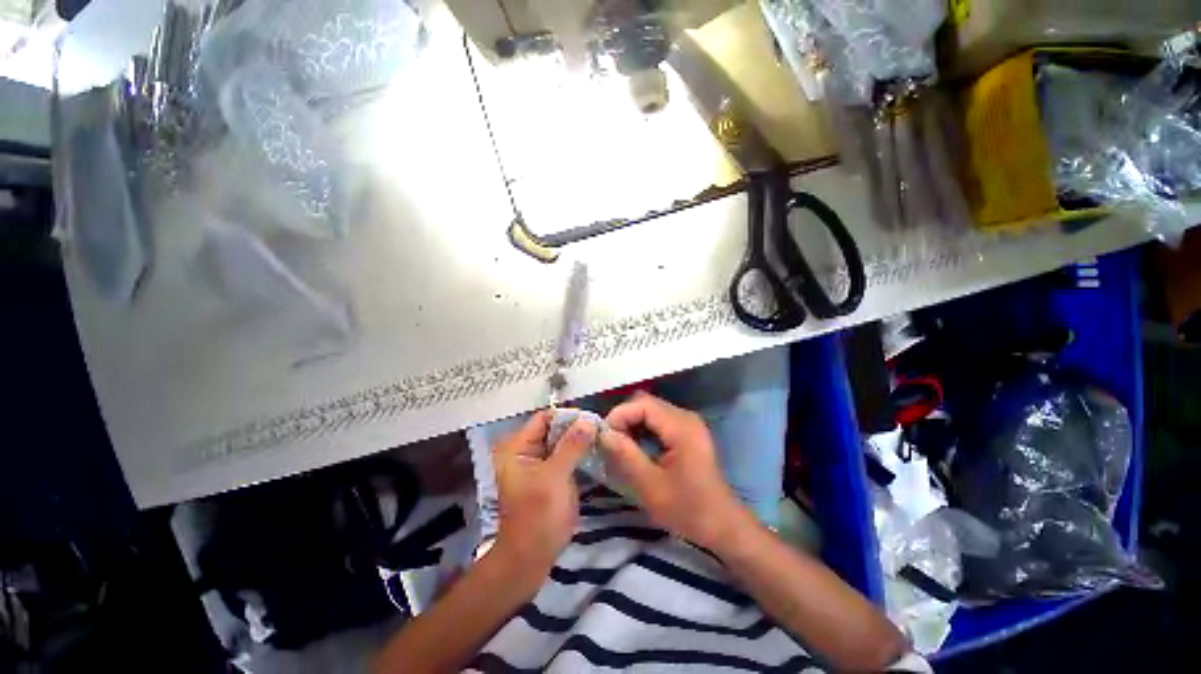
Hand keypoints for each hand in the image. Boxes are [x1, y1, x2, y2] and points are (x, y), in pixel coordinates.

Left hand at [491, 411, 594, 579]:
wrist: (531, 558)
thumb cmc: (538, 516)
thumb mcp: (555, 477)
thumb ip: (571, 446)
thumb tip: (588, 420)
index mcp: (518, 447)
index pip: (544, 418)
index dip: (567, 416)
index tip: (592, 419)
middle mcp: (527, 450)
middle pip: (554, 428)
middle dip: (576, 427)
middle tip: (602, 429)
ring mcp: (539, 463)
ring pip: (562, 441)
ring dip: (580, 440)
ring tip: (602, 438)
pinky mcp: (551, 475)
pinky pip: (566, 455)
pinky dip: (580, 452)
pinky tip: (596, 452)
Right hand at [600, 392, 752, 549]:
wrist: (722, 526)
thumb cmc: (688, 509)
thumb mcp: (651, 486)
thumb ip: (625, 455)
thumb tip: (603, 433)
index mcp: (681, 427)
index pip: (642, 403)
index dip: (619, 415)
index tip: (603, 437)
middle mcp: (685, 417)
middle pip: (646, 403)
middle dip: (624, 419)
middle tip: (610, 443)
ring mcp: (688, 424)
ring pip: (650, 411)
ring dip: (632, 425)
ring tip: (619, 448)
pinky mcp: (687, 433)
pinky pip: (658, 421)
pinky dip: (642, 430)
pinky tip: (636, 449)